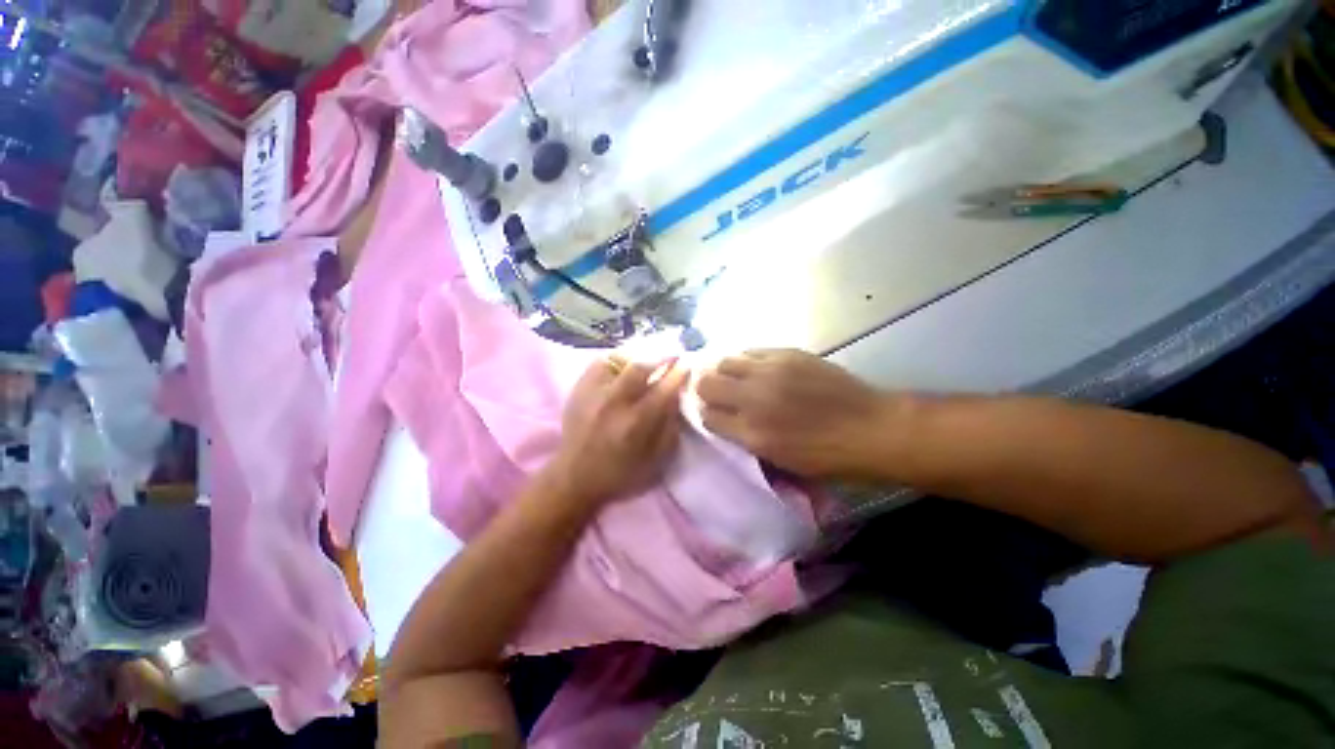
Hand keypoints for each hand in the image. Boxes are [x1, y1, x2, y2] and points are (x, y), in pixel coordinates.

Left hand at [547, 357, 689, 506]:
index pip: (663, 389)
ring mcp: (593, 392)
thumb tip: (677, 396)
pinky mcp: (579, 387)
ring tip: (651, 355)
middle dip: (661, 355)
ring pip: (620, 359)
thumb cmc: (620, 473)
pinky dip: (618, 358)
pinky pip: (602, 361)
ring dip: (640, 354)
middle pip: (640, 366)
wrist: (574, 476)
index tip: (688, 364)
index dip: (679, 373)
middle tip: (673, 352)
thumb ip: (669, 428)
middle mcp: (613, 403)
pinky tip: (626, 363)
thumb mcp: (655, 461)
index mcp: (634, 424)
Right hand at [697, 350, 895, 479]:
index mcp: (752, 434)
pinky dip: (747, 361)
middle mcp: (754, 400)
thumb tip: (727, 420)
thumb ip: (747, 439)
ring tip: (737, 378)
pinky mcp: (786, 354)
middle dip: (706, 390)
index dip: (707, 414)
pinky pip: (751, 351)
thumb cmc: (827, 455)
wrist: (871, 428)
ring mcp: (769, 372)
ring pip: (724, 362)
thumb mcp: (781, 461)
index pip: (707, 416)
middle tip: (719, 393)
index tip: (714, 412)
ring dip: (725, 371)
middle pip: (706, 384)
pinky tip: (757, 368)